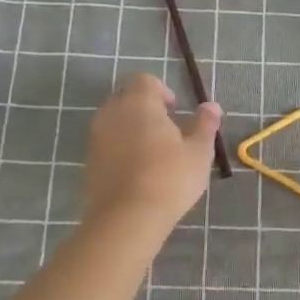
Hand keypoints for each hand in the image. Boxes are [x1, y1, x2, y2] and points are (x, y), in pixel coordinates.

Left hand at [82, 74, 221, 234]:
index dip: (161, 90)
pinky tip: (138, 169)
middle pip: (126, 97)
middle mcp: (112, 113)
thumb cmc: (169, 178)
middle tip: (167, 130)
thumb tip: (211, 106)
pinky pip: (106, 142)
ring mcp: (96, 137)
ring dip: (131, 127)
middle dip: (144, 107)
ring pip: (114, 120)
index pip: (144, 80)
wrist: (126, 219)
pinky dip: (120, 147)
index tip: (175, 111)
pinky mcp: (89, 161)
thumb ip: (205, 124)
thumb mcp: (198, 152)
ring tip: (153, 151)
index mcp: (139, 103)